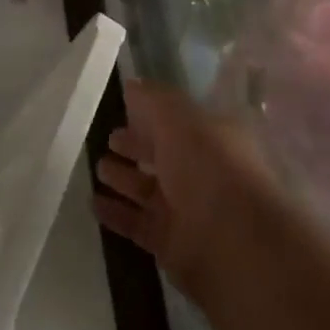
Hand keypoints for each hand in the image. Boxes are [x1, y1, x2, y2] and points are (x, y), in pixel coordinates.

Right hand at [92, 80, 278, 306]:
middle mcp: (203, 173)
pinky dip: (117, 214)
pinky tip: (94, 204)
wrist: (235, 244)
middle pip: (164, 156)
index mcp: (213, 139)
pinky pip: (139, 224)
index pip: (178, 122)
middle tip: (109, 140)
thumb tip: (132, 85)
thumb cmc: (209, 168)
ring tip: (98, 170)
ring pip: (149, 191)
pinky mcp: (173, 244)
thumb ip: (153, 100)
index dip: (152, 116)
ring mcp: (188, 211)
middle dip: (136, 147)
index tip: (123, 109)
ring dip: (124, 179)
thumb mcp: (179, 118)